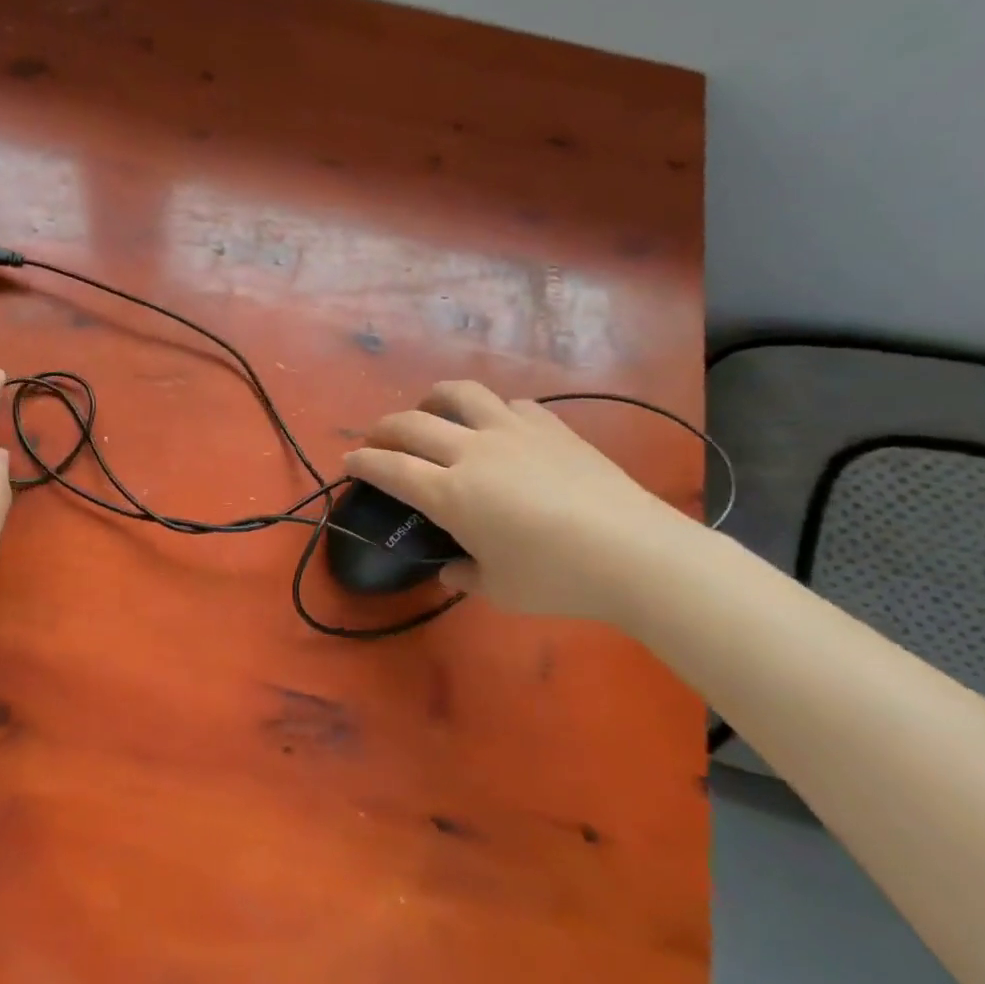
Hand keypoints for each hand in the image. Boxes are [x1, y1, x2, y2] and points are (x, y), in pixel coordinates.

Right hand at [344, 380, 697, 622]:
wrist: (635, 554)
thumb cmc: (557, 579)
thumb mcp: (499, 590)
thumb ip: (464, 575)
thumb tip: (451, 567)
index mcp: (451, 493)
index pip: (390, 468)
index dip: (363, 462)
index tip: (349, 460)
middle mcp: (473, 451)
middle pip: (412, 423)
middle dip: (384, 428)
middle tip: (377, 439)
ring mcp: (513, 431)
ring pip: (459, 393)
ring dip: (433, 399)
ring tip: (430, 411)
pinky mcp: (550, 426)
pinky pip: (508, 404)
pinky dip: (490, 411)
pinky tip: (497, 426)